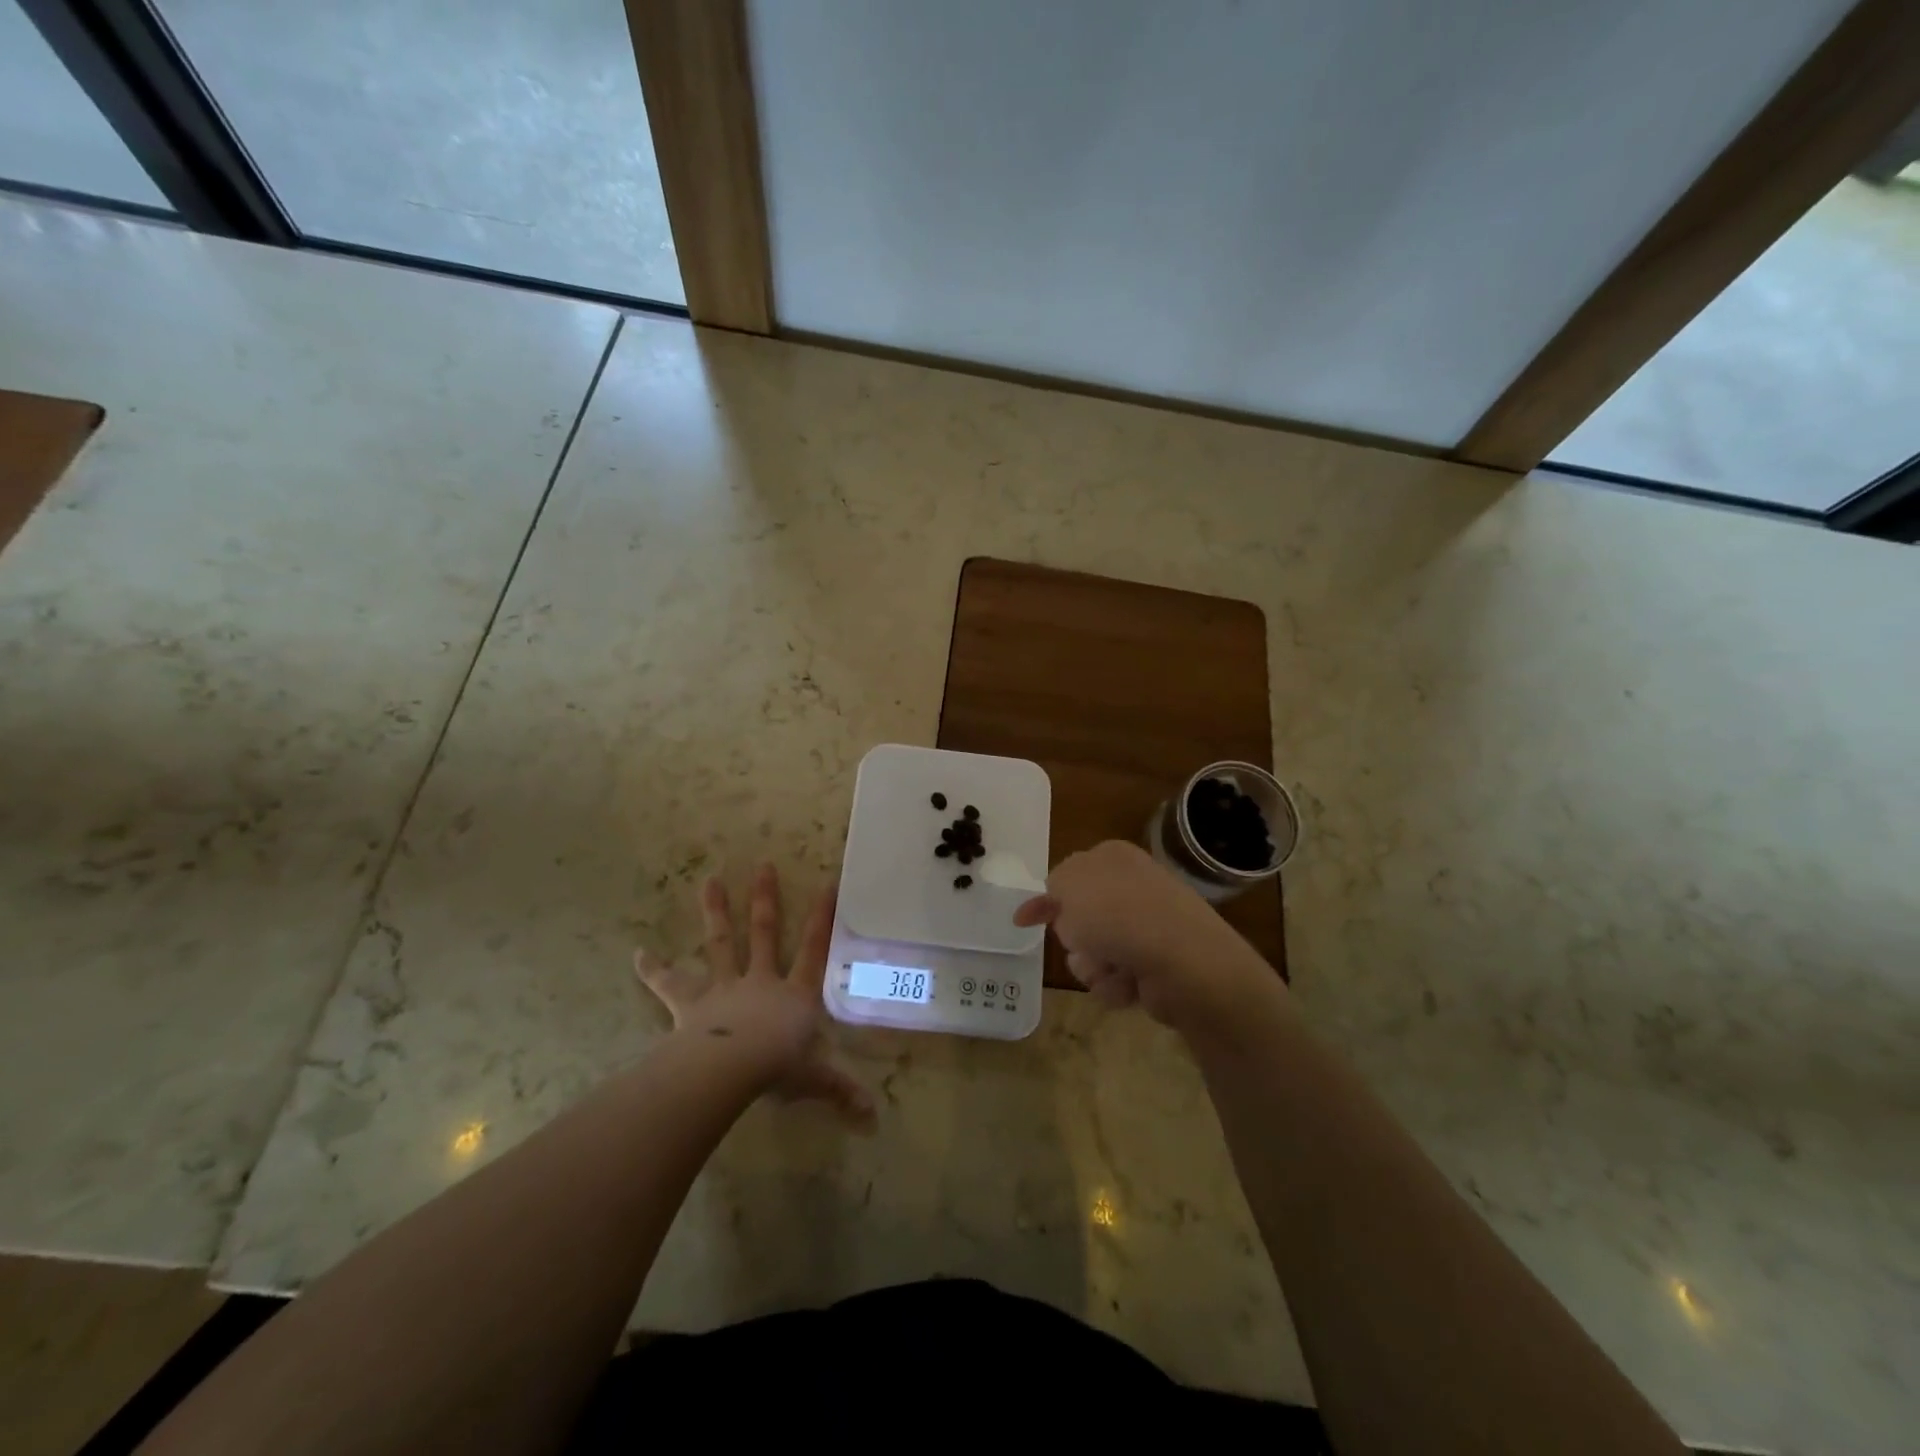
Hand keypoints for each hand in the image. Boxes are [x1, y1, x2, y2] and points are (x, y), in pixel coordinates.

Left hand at [635, 864, 874, 1130]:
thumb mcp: (816, 1078)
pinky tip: (637, 953)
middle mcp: (760, 980)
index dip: (822, 919)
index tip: (828, 884)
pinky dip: (654, 969)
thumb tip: (874, 1118)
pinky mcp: (691, 1002)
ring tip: (710, 880)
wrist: (731, 1068)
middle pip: (765, 933)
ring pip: (721, 943)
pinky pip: (669, 983)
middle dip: (765, 900)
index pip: (815, 950)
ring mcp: (724, 987)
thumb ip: (841, 1091)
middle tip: (763, 866)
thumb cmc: (778, 1067)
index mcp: (795, 994)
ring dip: (716, 912)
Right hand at [1013, 840, 1279, 1034]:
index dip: (1046, 899)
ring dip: (1092, 964)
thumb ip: (1054, 885)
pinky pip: (1115, 977)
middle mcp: (1132, 888)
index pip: (1069, 875)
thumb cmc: (1118, 914)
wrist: (1182, 960)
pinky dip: (1115, 983)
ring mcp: (1147, 927)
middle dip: (1074, 937)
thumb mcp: (1069, 884)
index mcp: (1113, 858)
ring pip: (1092, 952)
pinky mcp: (1156, 964)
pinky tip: (1129, 982)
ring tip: (1111, 966)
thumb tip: (1060, 897)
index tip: (1023, 921)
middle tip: (1082, 940)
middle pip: (1079, 919)